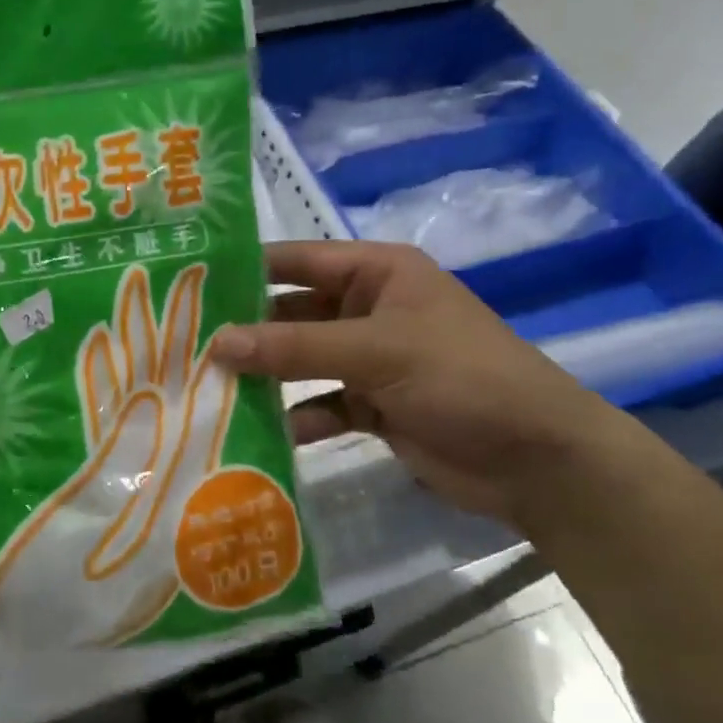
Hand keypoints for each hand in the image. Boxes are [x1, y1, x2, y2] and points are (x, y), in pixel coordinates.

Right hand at [212, 240, 634, 525]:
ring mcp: (371, 359)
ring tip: (207, 390)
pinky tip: (259, 434)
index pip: (296, 260)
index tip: (186, 284)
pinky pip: (321, 403)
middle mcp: (368, 309)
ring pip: (302, 361)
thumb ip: (295, 347)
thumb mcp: (376, 353)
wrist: (539, 462)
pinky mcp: (374, 406)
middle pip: (292, 313)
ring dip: (265, 376)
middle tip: (184, 346)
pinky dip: (295, 416)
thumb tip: (216, 341)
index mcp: (376, 273)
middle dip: (247, 331)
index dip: (244, 269)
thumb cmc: (462, 379)